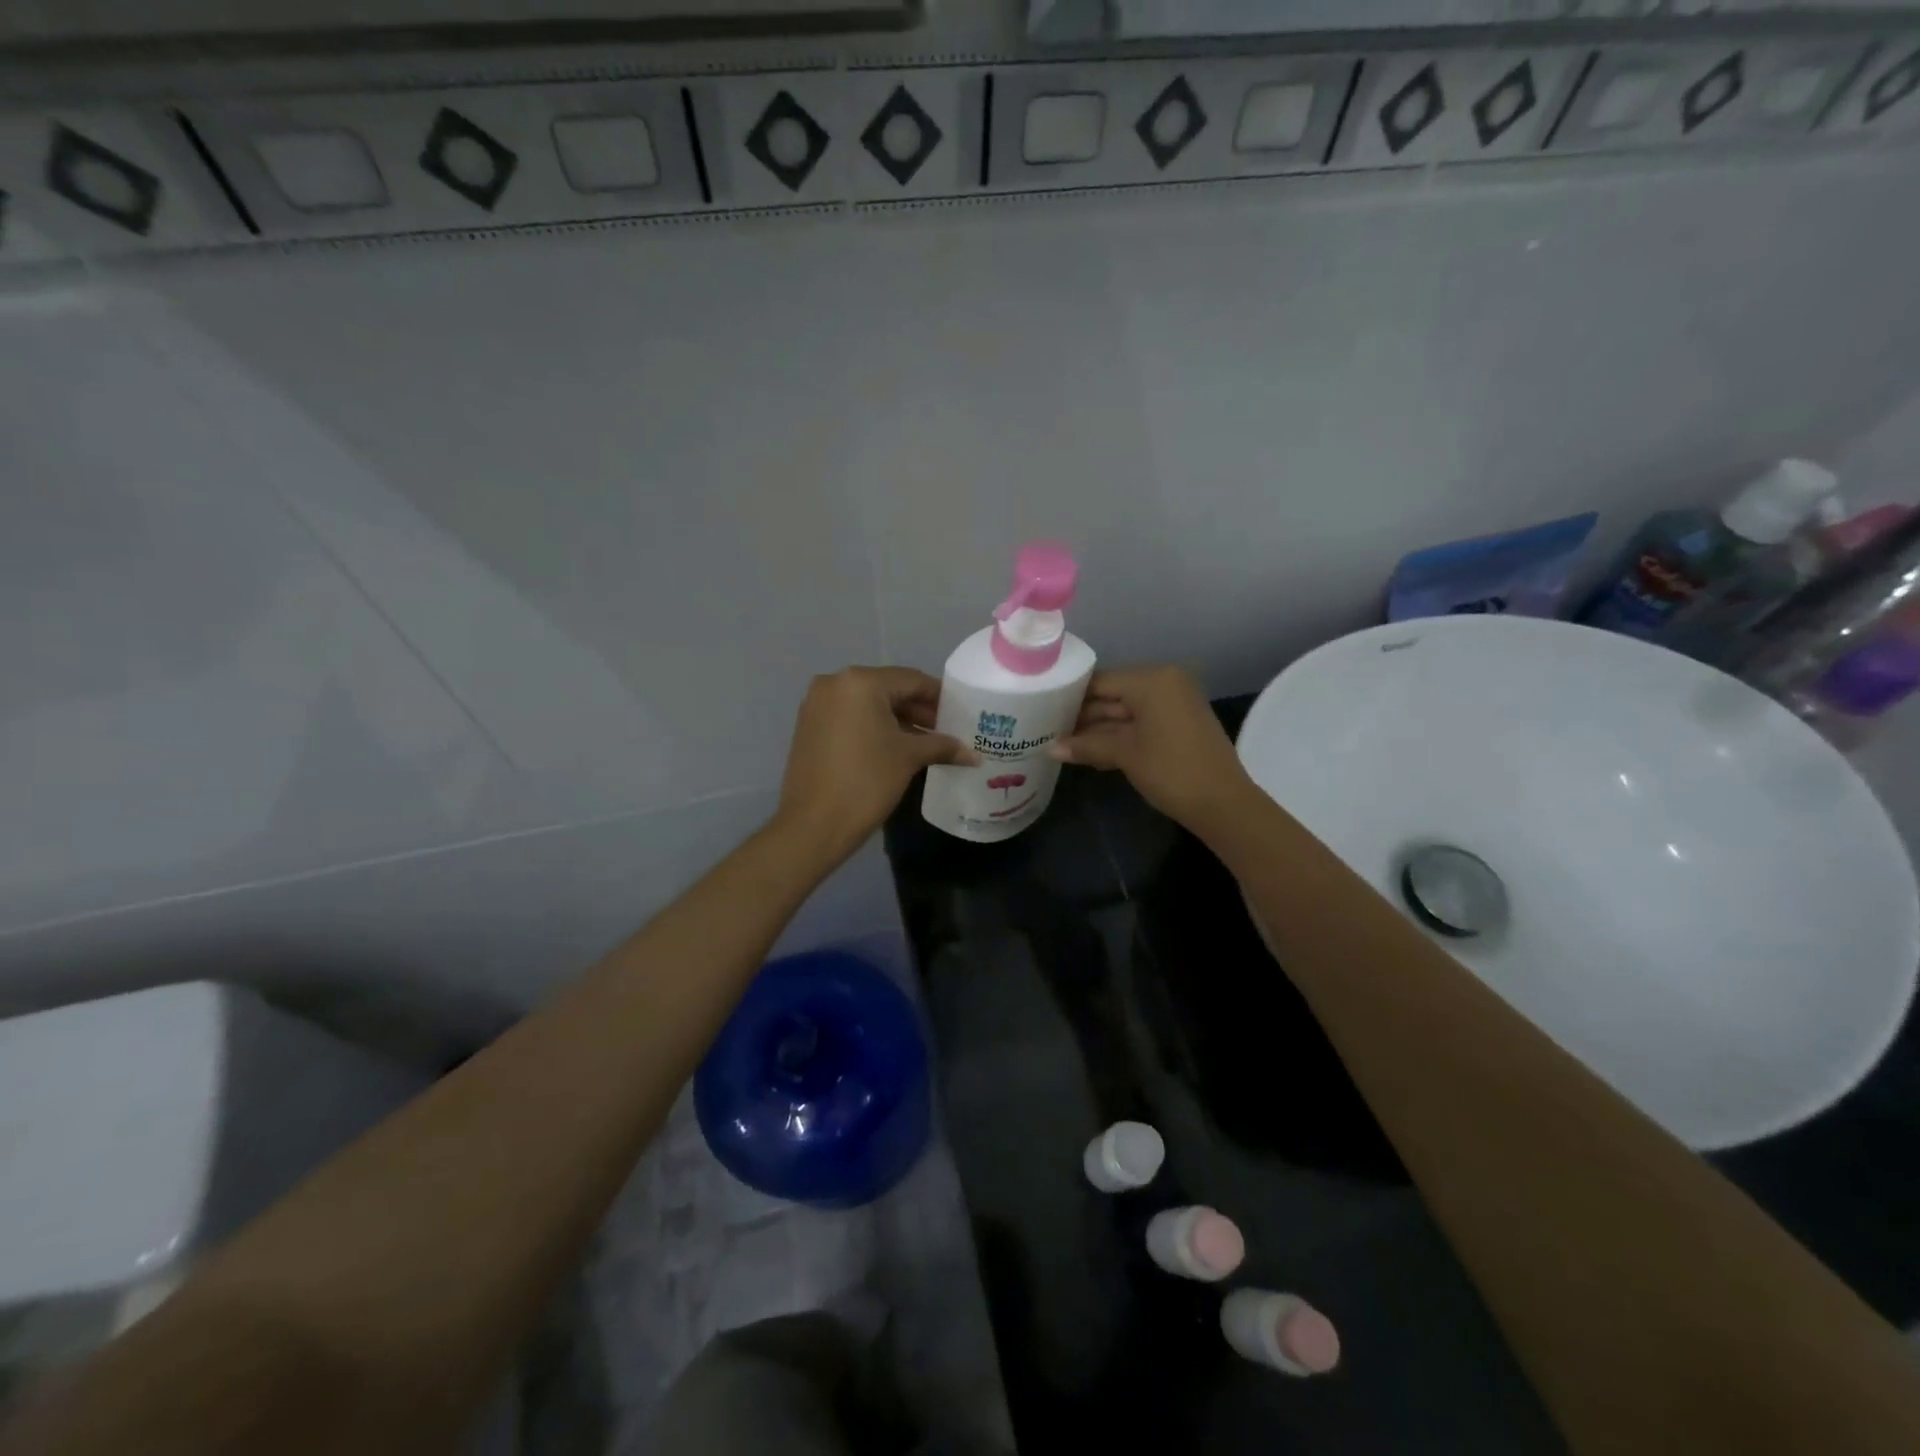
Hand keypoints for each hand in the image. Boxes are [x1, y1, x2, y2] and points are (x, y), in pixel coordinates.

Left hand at [775, 666, 975, 858]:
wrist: (813, 825)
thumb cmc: (866, 782)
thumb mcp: (909, 758)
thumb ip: (942, 746)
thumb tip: (973, 754)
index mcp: (860, 682)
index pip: (911, 680)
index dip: (940, 697)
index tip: (962, 714)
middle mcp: (834, 684)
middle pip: (889, 690)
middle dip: (919, 711)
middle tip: (947, 731)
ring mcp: (817, 705)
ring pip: (869, 705)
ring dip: (898, 722)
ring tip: (928, 744)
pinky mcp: (809, 726)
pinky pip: (851, 718)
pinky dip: (874, 728)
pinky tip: (896, 749)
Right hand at [1050, 665, 1255, 829]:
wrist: (1223, 804)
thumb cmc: (1171, 771)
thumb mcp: (1125, 755)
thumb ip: (1086, 746)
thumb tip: (1050, 749)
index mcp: (1152, 680)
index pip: (1101, 681)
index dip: (1071, 698)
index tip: (1044, 712)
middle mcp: (1165, 682)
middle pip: (1114, 695)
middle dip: (1084, 716)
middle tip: (1050, 732)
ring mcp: (1175, 702)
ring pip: (1126, 711)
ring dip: (1100, 730)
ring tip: (1065, 746)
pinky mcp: (1180, 722)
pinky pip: (1143, 721)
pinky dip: (1121, 735)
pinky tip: (1094, 752)